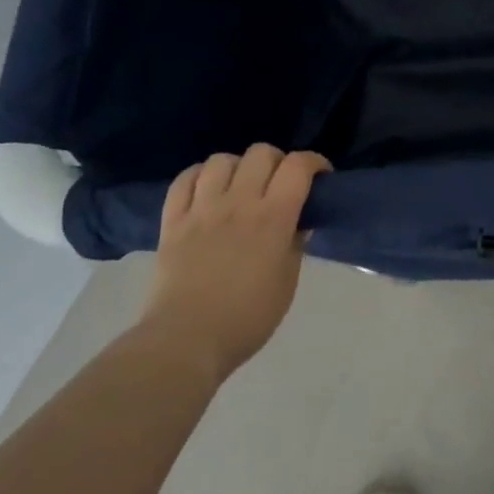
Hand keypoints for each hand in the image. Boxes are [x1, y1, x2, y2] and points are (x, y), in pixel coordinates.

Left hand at [136, 144, 330, 381]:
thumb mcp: (287, 282)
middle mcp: (239, 203)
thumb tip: (297, 222)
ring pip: (221, 160)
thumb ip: (294, 244)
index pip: (298, 166)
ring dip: (238, 167)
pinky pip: (183, 180)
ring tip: (240, 186)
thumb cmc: (247, 318)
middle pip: (261, 153)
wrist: (186, 341)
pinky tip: (206, 189)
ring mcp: (202, 209)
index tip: (320, 176)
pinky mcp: (172, 221)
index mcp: (273, 217)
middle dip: (277, 161)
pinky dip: (199, 176)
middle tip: (280, 183)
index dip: (314, 162)